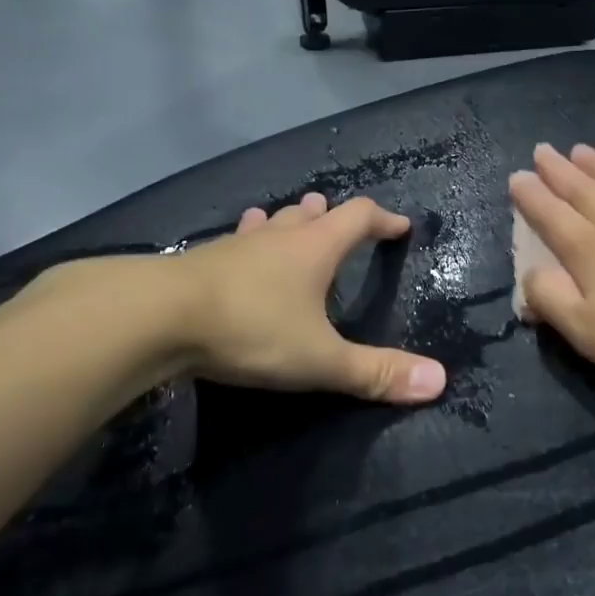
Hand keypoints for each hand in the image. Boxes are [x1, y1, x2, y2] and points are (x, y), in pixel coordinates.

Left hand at [27, 193, 446, 405]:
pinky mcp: (199, 261)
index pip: (359, 217)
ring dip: (286, 222)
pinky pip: (235, 242)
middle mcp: (278, 237)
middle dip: (330, 216)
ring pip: (269, 223)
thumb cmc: (250, 330)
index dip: (383, 219)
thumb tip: (439, 381)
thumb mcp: (320, 359)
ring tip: (290, 222)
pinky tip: (235, 254)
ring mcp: (235, 245)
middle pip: (311, 214)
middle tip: (338, 219)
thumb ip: (375, 372)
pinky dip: (248, 241)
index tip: (400, 227)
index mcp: (315, 248)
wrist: (155, 318)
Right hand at [509, 144, 594, 383]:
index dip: (532, 198)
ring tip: (583, 149)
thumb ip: (553, 301)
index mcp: (592, 252)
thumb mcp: (591, 331)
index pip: (552, 218)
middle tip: (543, 150)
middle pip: (585, 191)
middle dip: (560, 172)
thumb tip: (530, 274)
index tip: (517, 177)